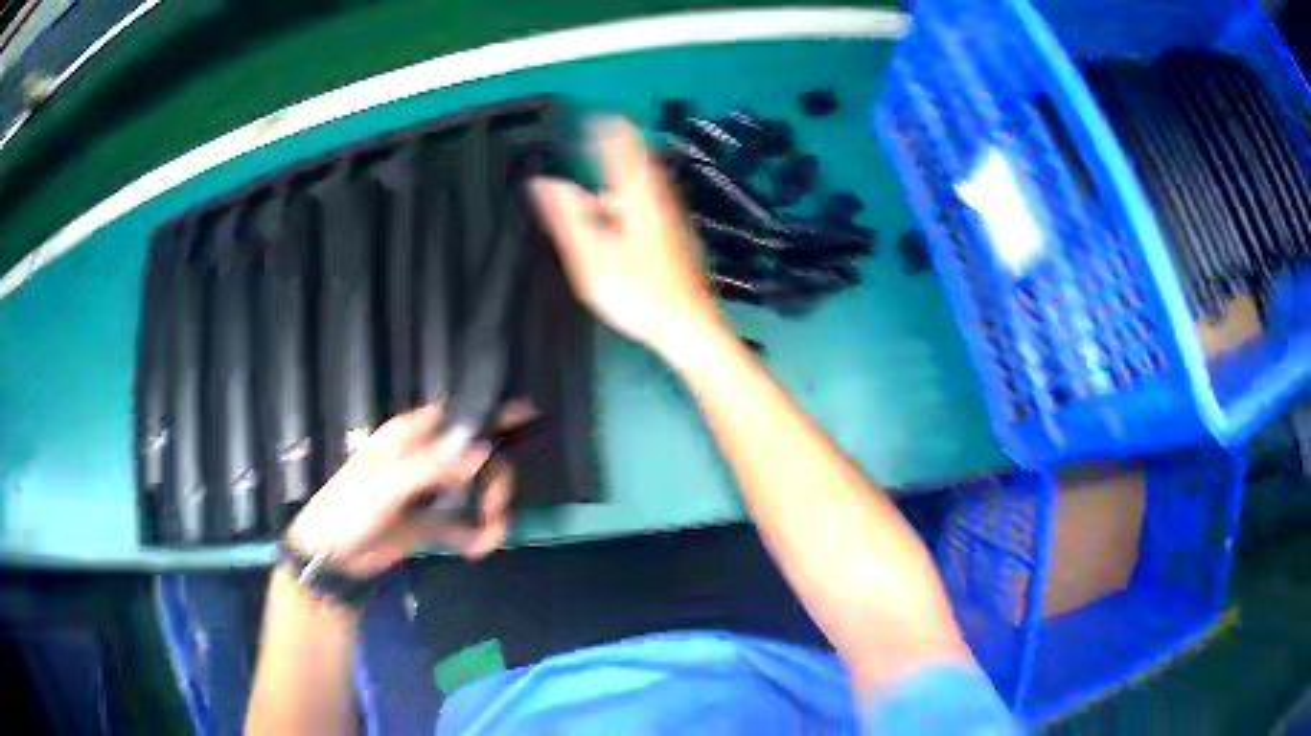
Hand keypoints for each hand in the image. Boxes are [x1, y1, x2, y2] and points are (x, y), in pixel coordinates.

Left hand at [285, 404, 513, 575]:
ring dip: (488, 512)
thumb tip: (480, 451)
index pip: (454, 416)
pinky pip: (464, 523)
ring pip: (473, 491)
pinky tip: (478, 548)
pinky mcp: (430, 522)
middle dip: (491, 481)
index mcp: (408, 438)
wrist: (332, 558)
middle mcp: (423, 459)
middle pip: (474, 457)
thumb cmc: (349, 510)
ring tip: (489, 537)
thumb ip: (432, 468)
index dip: (487, 413)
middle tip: (494, 506)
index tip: (525, 415)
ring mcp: (428, 492)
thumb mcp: (386, 486)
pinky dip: (476, 535)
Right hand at [531, 117, 723, 358]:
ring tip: (615, 161)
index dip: (609, 133)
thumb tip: (544, 184)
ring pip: (651, 184)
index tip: (598, 116)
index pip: (621, 153)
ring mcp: (673, 221)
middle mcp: (659, 203)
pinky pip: (655, 203)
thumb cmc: (637, 293)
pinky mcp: (678, 239)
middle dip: (623, 145)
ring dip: (632, 168)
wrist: (687, 326)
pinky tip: (628, 211)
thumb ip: (568, 217)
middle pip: (642, 164)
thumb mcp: (591, 257)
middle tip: (608, 129)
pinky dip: (638, 193)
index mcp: (637, 200)